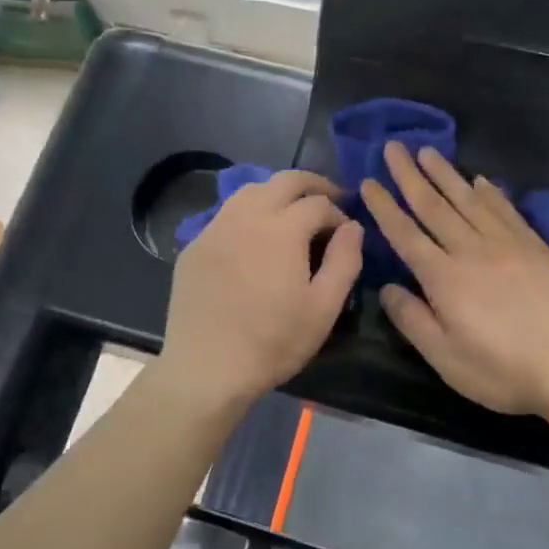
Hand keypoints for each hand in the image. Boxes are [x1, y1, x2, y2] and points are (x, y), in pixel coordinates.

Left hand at [159, 171, 362, 414]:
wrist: (207, 367)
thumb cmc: (273, 342)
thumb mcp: (323, 308)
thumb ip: (345, 261)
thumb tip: (353, 226)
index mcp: (282, 228)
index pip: (318, 203)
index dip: (339, 212)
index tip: (346, 232)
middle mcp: (247, 215)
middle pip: (284, 181)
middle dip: (312, 185)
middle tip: (330, 197)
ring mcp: (215, 228)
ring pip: (250, 190)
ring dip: (277, 192)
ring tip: (292, 211)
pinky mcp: (195, 246)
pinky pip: (226, 214)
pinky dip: (248, 212)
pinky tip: (253, 237)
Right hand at [360, 143, 548, 417]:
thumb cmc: (503, 370)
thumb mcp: (446, 358)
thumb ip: (413, 319)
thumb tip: (387, 288)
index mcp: (445, 277)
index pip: (406, 234)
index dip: (385, 207)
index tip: (368, 182)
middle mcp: (472, 250)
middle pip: (434, 206)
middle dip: (409, 175)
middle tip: (393, 146)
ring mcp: (507, 244)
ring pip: (469, 200)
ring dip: (445, 174)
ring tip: (427, 151)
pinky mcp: (535, 247)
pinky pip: (506, 210)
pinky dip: (489, 192)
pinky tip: (480, 180)